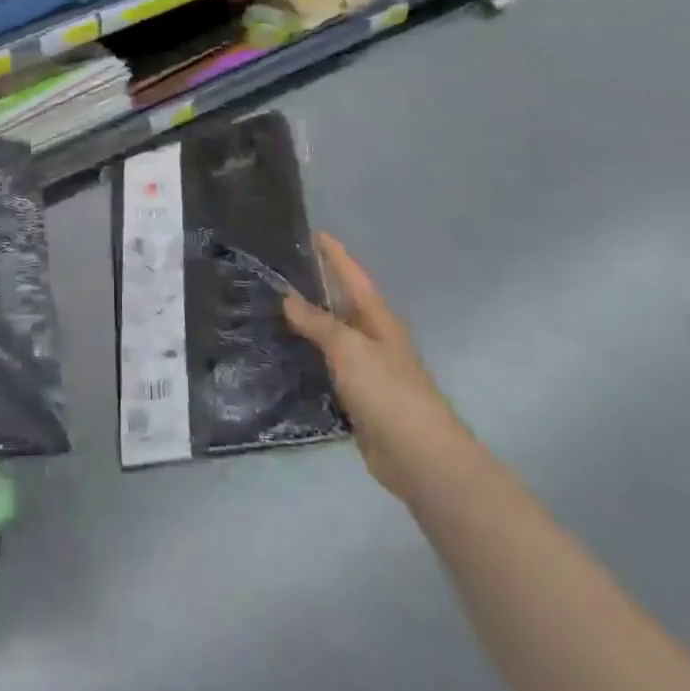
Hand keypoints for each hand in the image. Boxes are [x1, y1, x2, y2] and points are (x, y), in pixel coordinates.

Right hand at [283, 233, 471, 497]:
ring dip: (307, 324)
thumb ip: (317, 322)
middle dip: (315, 286)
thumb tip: (288, 297)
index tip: (314, 233)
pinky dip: (307, 359)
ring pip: (331, 337)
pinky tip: (283, 355)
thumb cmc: (387, 391)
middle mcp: (372, 339)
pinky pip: (326, 369)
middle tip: (279, 269)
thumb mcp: (348, 348)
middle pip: (341, 304)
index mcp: (377, 319)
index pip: (352, 276)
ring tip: (270, 308)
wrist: (419, 457)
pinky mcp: (357, 399)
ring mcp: (366, 370)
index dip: (335, 254)